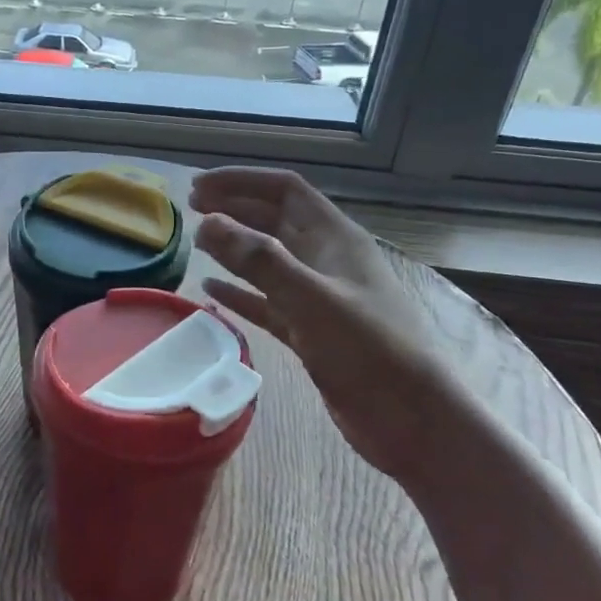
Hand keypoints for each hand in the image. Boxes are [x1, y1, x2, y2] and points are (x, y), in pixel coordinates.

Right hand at [191, 166, 470, 482]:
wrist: (411, 418)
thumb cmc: (368, 350)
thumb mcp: (312, 299)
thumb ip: (260, 260)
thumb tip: (207, 222)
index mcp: (335, 238)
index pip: (284, 190)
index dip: (241, 181)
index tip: (198, 187)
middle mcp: (326, 259)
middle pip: (274, 219)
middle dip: (233, 208)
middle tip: (190, 209)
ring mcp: (318, 296)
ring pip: (268, 259)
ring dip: (234, 247)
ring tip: (197, 241)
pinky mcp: (310, 331)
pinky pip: (266, 301)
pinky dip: (239, 292)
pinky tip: (211, 290)